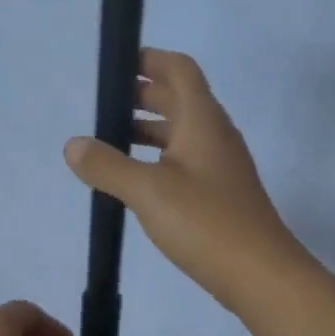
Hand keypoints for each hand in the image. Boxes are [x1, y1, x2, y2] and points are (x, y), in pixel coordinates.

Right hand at [64, 48, 306, 310]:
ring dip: (149, 129)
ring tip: (111, 142)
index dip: (149, 60)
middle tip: (103, 107)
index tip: (116, 67)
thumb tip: (73, 145)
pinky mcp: (220, 194)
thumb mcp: (147, 191)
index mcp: (202, 121)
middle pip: (179, 98)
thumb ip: (107, 166)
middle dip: (142, 96)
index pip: (179, 69)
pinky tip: (137, 180)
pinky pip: (185, 161)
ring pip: (182, 133)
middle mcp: (215, 135)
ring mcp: (221, 166)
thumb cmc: (205, 222)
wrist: (261, 275)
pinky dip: (159, 158)